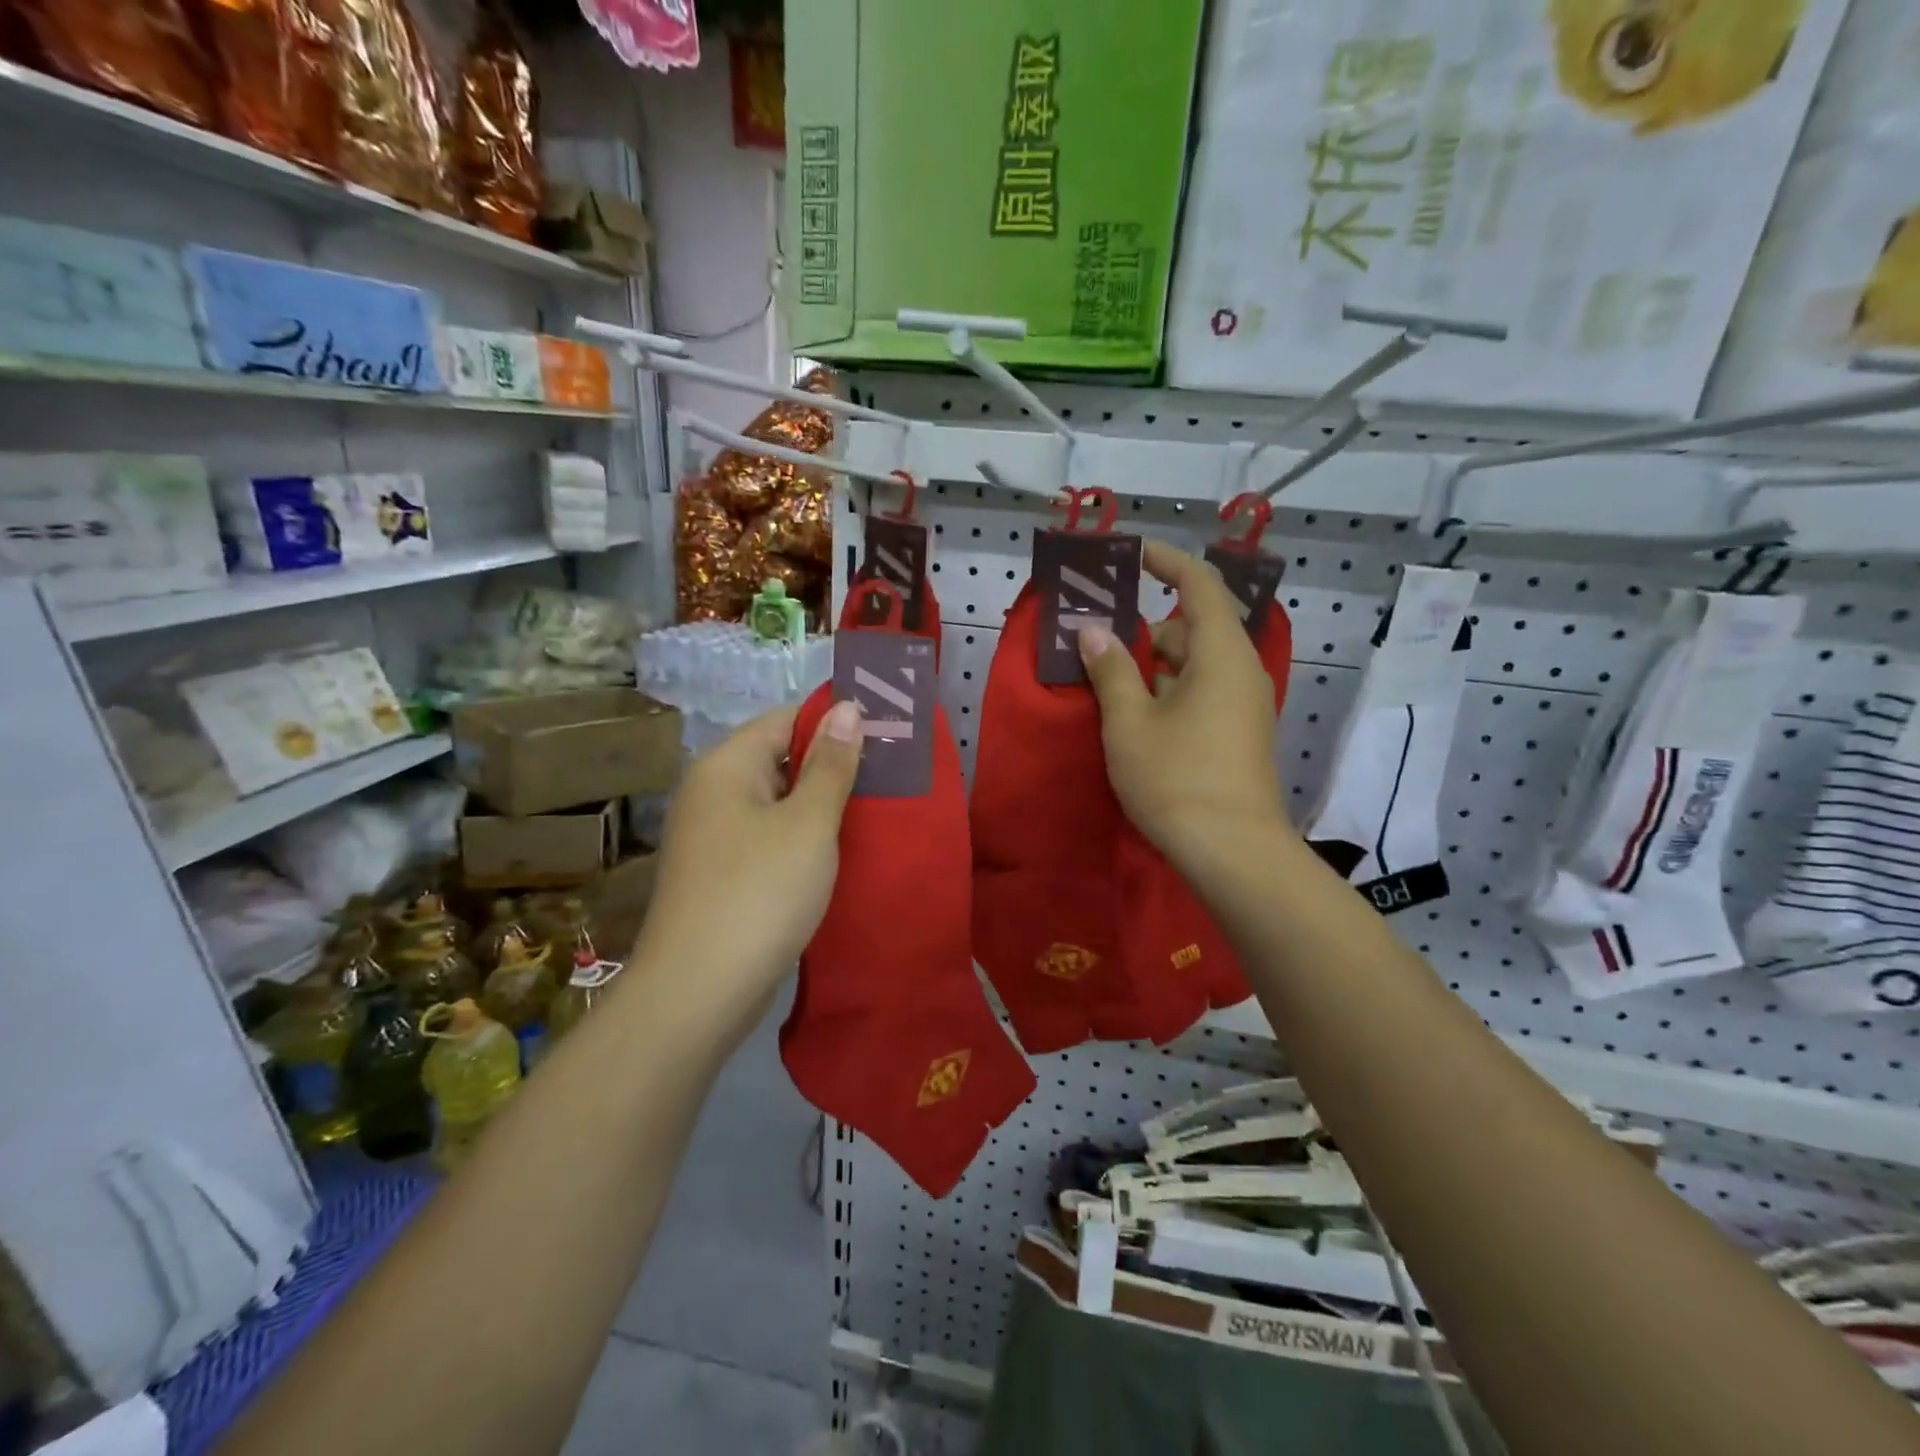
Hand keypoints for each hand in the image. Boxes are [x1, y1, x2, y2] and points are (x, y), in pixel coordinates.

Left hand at [630, 700, 863, 1038]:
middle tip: (890, 780)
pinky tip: (840, 854)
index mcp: (726, 766)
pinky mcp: (722, 874)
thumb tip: (846, 707)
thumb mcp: (809, 823)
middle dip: (833, 767)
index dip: (835, 723)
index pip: (787, 720)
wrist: (698, 992)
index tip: (884, 737)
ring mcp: (713, 836)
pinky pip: (769, 839)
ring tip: (876, 814)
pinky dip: (803, 840)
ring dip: (821, 807)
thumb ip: (831, 765)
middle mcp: (712, 792)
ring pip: (778, 803)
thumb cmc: (760, 892)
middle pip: (780, 759)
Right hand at [1078, 541, 1288, 868]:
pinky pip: (1203, 691)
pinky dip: (1170, 691)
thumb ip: (1109, 669)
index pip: (1200, 585)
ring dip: (1155, 667)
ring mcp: (1245, 705)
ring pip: (1196, 664)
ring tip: (1110, 689)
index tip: (1132, 555)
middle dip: (1147, 632)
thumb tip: (1092, 630)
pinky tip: (1138, 719)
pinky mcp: (1240, 733)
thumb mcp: (1129, 722)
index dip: (1167, 562)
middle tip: (1099, 647)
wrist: (1233, 853)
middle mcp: (1241, 671)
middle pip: (1194, 628)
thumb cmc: (1176, 778)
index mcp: (1221, 654)